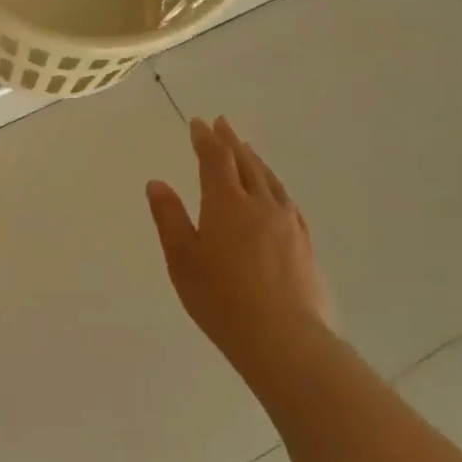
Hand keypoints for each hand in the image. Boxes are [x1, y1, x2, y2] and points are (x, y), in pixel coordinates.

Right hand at [146, 118, 328, 368]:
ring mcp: (287, 224)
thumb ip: (169, 218)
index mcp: (226, 204)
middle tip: (222, 124)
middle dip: (231, 141)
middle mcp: (260, 205)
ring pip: (269, 180)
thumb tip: (157, 183)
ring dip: (254, 160)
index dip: (205, 139)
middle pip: (246, 163)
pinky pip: (286, 201)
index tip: (198, 123)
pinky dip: (273, 186)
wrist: (283, 338)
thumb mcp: (182, 259)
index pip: (215, 159)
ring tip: (246, 150)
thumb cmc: (220, 299)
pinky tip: (274, 193)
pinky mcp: (304, 244)